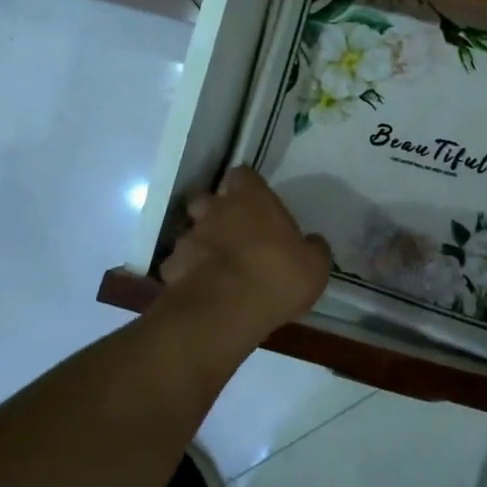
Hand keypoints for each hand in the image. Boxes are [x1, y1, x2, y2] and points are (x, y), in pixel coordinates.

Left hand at [158, 167, 330, 340]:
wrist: (226, 311)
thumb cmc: (277, 276)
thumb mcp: (315, 266)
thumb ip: (313, 248)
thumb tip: (312, 242)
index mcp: (251, 199)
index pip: (242, 175)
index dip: (247, 186)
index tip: (255, 201)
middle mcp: (215, 210)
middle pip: (206, 199)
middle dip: (214, 211)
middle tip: (232, 232)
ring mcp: (189, 238)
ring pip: (190, 232)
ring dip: (200, 244)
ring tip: (214, 265)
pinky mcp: (171, 268)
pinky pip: (178, 265)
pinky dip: (186, 273)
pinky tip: (199, 288)